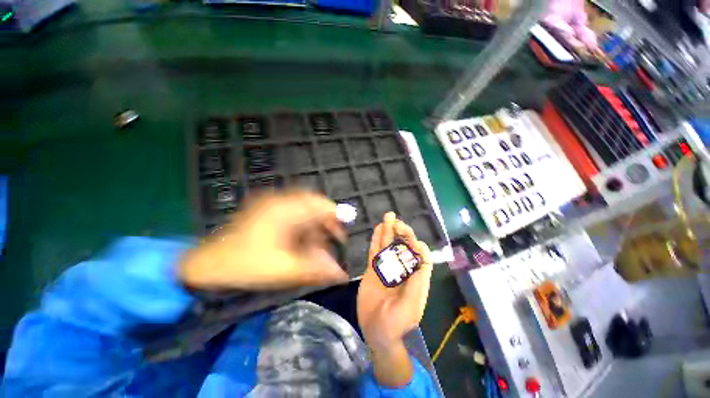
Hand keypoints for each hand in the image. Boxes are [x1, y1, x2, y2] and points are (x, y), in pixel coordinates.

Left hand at [179, 190, 348, 290]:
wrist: (203, 267)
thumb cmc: (244, 266)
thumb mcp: (283, 270)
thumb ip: (315, 270)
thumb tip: (341, 274)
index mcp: (285, 210)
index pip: (320, 204)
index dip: (337, 215)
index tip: (343, 233)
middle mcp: (280, 202)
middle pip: (313, 206)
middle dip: (326, 224)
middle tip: (333, 241)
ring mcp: (271, 207)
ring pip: (303, 212)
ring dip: (314, 229)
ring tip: (318, 248)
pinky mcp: (265, 214)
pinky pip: (292, 217)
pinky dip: (302, 229)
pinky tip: (301, 245)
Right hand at [357, 212, 432, 386]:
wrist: (375, 333)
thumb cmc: (396, 323)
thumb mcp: (410, 307)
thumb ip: (416, 282)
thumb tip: (421, 254)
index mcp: (416, 279)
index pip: (421, 258)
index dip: (418, 246)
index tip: (411, 240)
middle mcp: (403, 270)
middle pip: (404, 248)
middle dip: (403, 234)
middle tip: (396, 222)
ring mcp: (387, 268)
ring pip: (389, 246)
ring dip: (389, 231)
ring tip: (388, 217)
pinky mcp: (374, 269)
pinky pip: (376, 252)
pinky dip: (377, 240)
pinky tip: (378, 229)